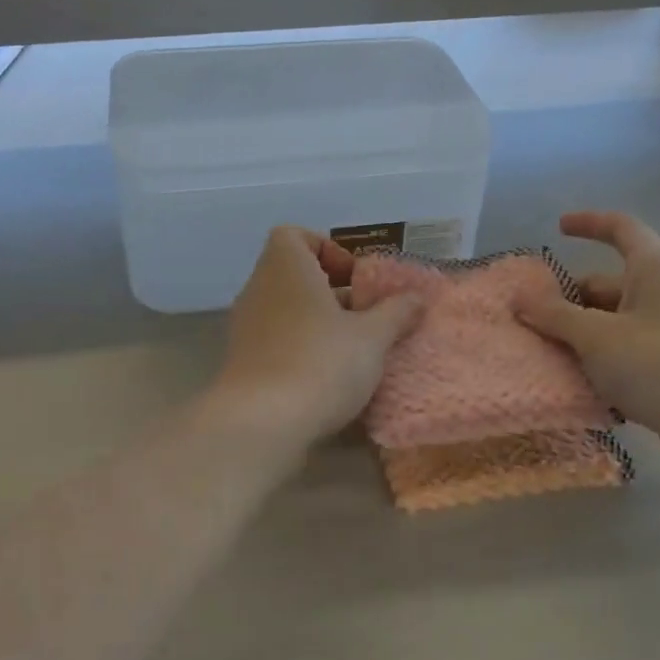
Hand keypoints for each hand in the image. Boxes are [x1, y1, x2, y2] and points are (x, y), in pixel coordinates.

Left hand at [210, 226, 422, 449]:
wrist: (262, 423)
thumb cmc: (321, 363)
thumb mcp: (372, 337)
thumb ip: (396, 312)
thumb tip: (416, 296)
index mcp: (286, 268)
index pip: (293, 236)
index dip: (327, 249)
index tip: (355, 279)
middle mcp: (260, 289)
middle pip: (294, 275)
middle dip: (332, 292)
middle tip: (365, 317)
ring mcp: (246, 327)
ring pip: (286, 310)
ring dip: (319, 323)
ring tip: (354, 350)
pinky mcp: (243, 362)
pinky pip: (276, 340)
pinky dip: (300, 349)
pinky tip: (328, 378)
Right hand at [513, 211, 659, 485]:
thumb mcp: (598, 338)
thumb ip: (555, 316)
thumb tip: (521, 297)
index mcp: (654, 268)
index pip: (620, 228)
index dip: (588, 224)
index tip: (558, 228)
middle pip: (606, 285)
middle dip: (566, 301)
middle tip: (525, 320)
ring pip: (611, 327)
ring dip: (577, 340)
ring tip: (536, 357)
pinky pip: (625, 359)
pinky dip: (598, 368)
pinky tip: (569, 388)